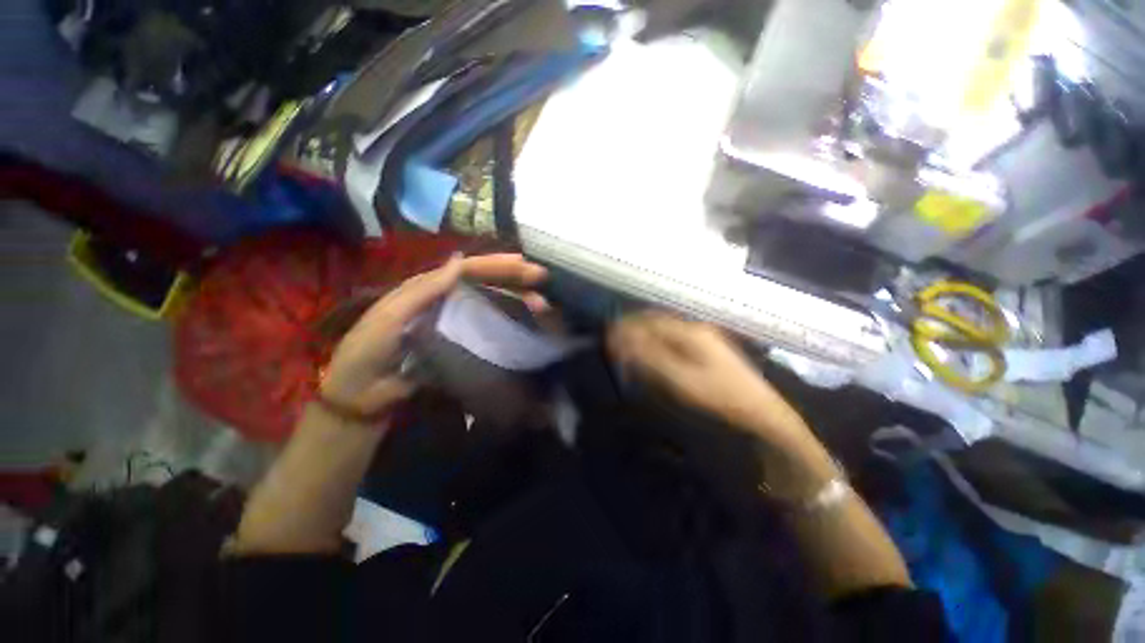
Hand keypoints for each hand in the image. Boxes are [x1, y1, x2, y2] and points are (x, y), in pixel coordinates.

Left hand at [321, 254, 547, 419]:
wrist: (363, 393)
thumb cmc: (369, 350)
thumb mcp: (392, 315)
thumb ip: (425, 289)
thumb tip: (460, 259)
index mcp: (428, 287)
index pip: (467, 268)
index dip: (495, 263)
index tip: (523, 263)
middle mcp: (447, 299)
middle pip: (485, 282)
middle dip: (514, 277)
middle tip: (542, 278)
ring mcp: (457, 321)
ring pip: (492, 303)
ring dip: (517, 300)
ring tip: (542, 304)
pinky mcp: (463, 343)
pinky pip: (489, 328)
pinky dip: (509, 323)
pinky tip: (526, 324)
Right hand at [607, 311, 809, 443]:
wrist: (763, 413)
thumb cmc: (720, 396)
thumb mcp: (680, 379)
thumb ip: (649, 358)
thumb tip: (622, 340)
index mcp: (690, 332)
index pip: (650, 322)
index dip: (627, 327)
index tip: (609, 336)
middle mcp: (696, 329)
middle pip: (657, 322)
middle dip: (635, 328)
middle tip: (615, 341)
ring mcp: (705, 338)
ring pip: (666, 330)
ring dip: (646, 335)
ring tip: (629, 347)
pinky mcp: (709, 350)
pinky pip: (675, 340)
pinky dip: (658, 344)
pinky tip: (654, 355)